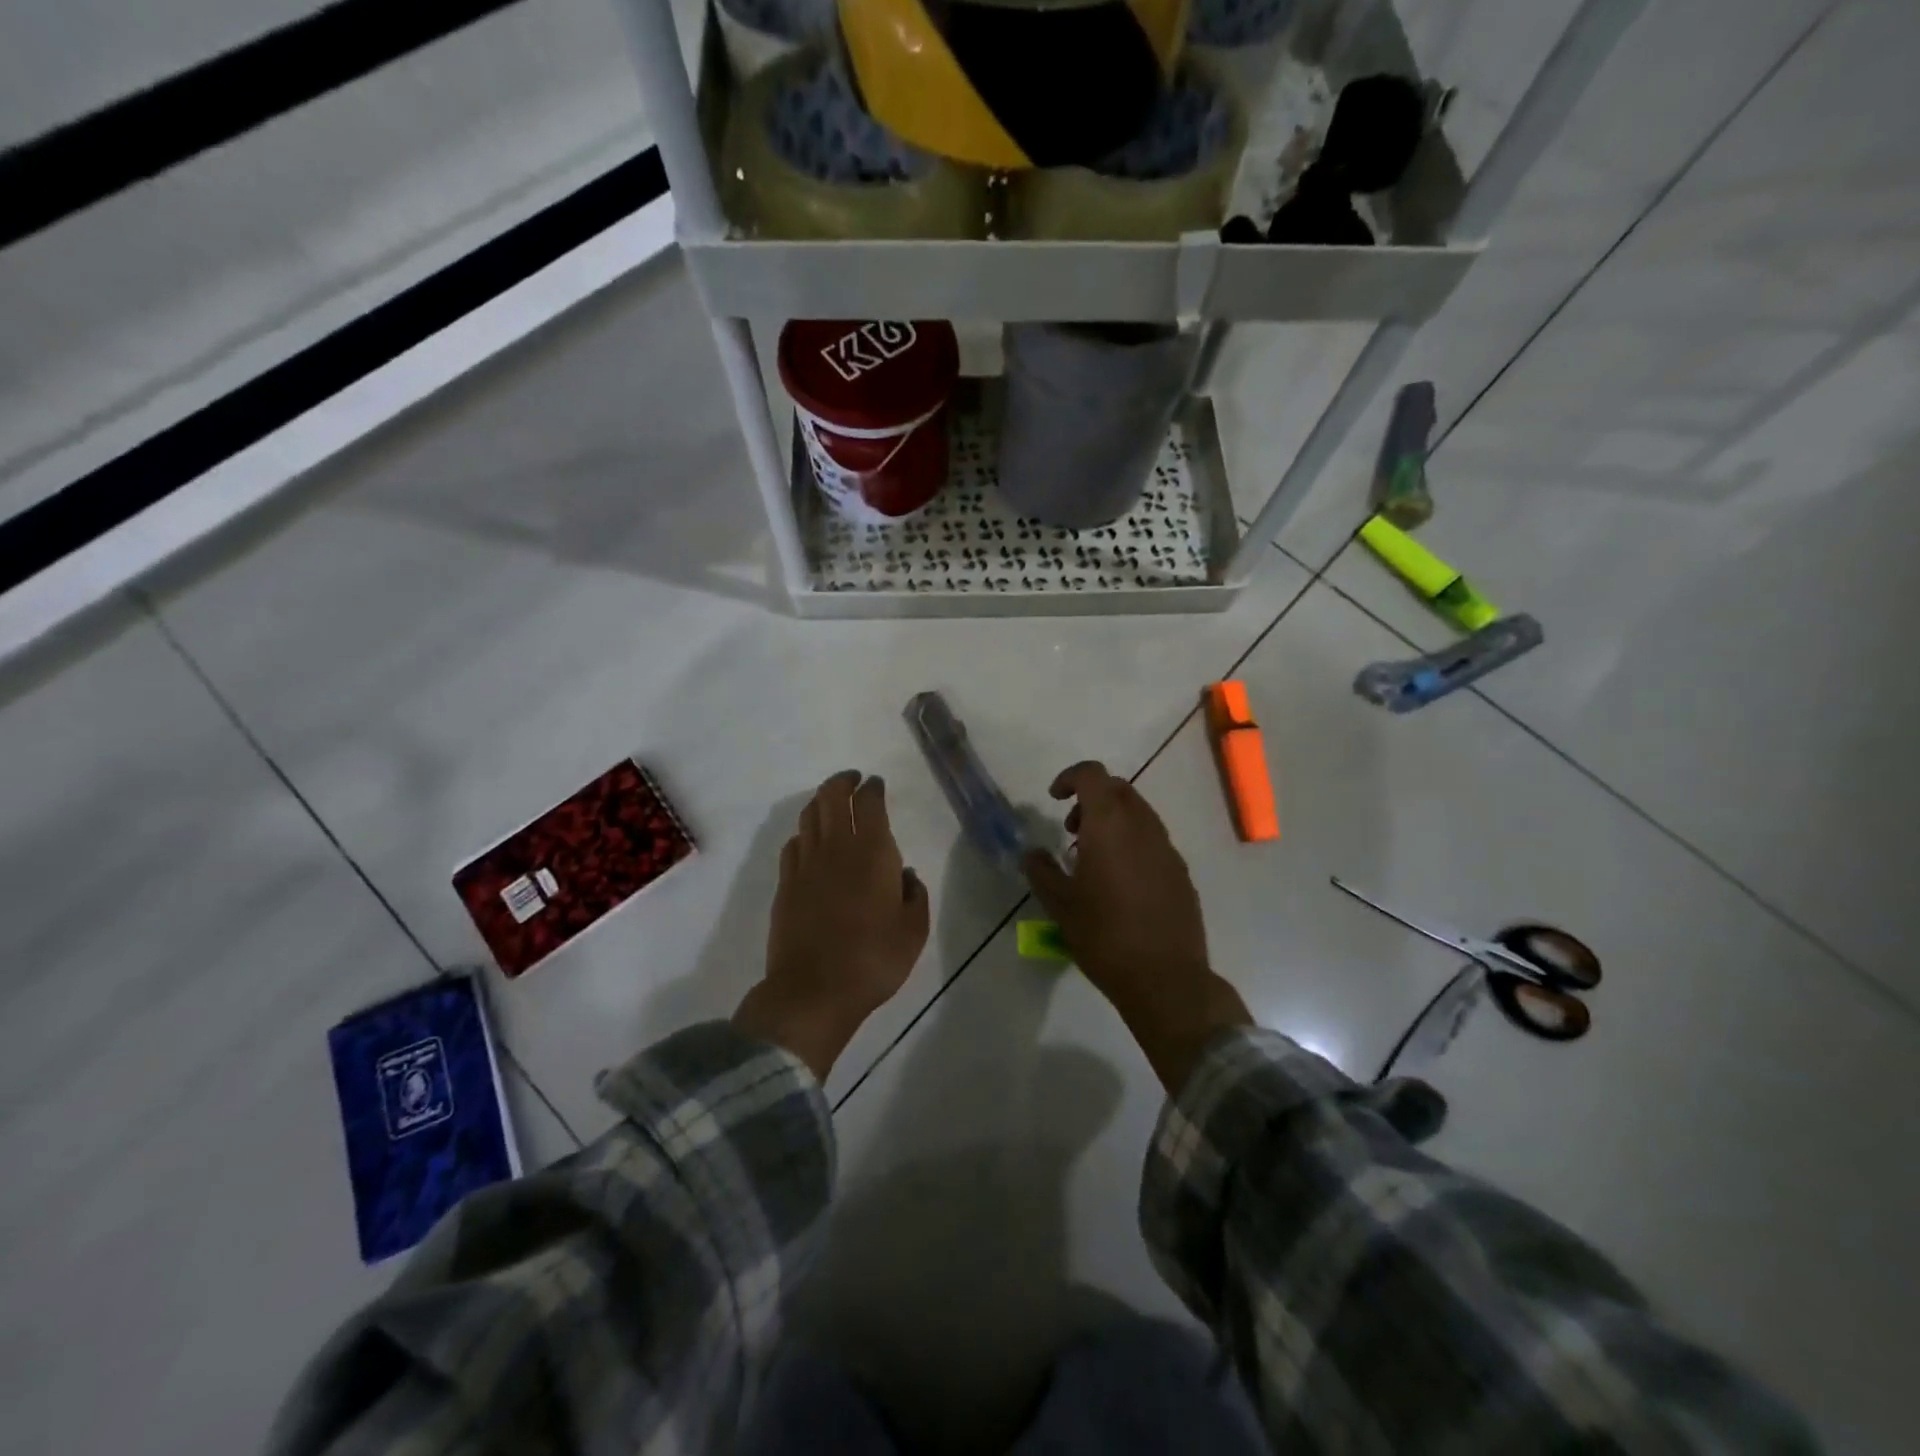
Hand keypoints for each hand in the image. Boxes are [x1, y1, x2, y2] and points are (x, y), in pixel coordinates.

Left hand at [735, 771, 930, 1079]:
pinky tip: (810, 840)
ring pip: (809, 815)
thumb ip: (914, 895)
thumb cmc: (874, 959)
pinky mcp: (785, 884)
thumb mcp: (914, 931)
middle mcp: (836, 848)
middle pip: (832, 797)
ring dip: (821, 801)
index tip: (876, 784)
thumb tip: (905, 875)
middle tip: (853, 780)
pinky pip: (793, 844)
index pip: (869, 803)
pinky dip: (804, 832)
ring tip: (831, 801)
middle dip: (843, 782)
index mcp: (872, 853)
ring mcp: (805, 864)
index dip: (872, 788)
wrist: (813, 990)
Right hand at [1023, 761, 1249, 1092]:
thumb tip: (1032, 853)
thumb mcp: (1059, 905)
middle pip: (1118, 790)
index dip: (1070, 777)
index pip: (1092, 775)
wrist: (1166, 979)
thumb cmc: (1104, 936)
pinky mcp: (1181, 872)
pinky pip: (1153, 840)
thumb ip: (1041, 871)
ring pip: (1139, 814)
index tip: (1054, 799)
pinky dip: (1132, 843)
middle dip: (1091, 799)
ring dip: (1113, 821)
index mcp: (1110, 825)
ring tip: (1093, 860)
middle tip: (1071, 831)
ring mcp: (1167, 849)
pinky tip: (1120, 883)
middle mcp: (1143, 827)